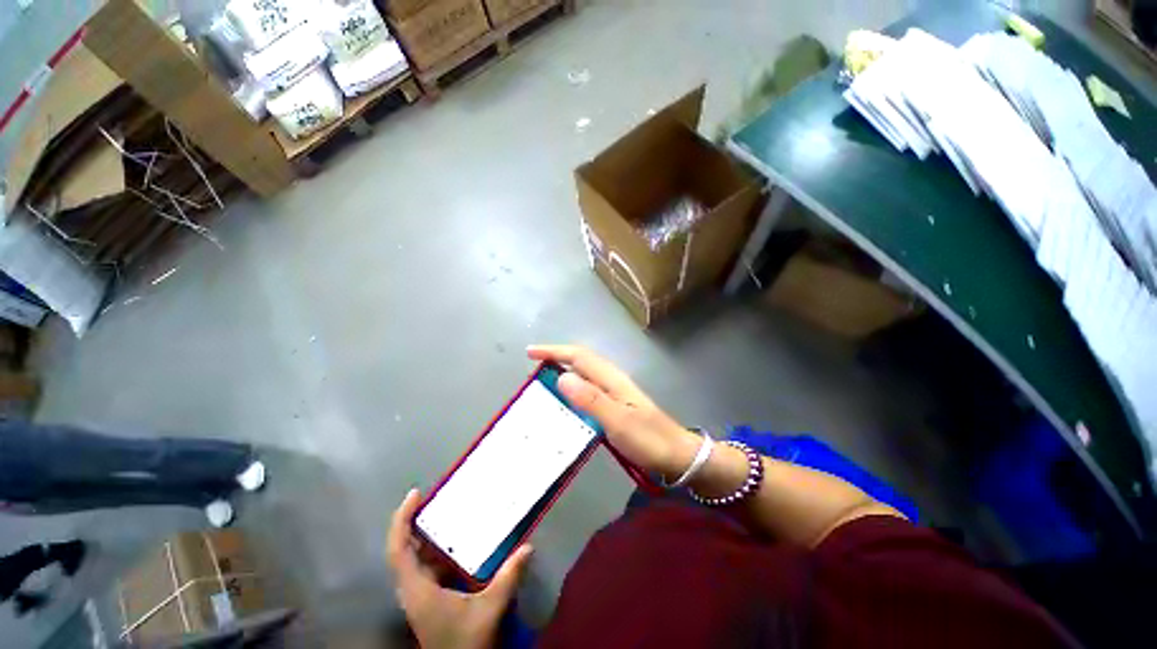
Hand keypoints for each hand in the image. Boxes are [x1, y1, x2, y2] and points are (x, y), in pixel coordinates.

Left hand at [387, 489, 532, 648]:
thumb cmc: (465, 643)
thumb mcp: (488, 611)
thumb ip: (507, 578)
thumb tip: (528, 547)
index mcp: (418, 589)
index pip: (399, 549)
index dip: (402, 520)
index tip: (415, 494)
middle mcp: (412, 589)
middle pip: (402, 549)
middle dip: (412, 521)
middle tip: (433, 496)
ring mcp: (419, 594)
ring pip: (413, 558)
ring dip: (424, 534)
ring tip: (444, 510)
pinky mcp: (428, 598)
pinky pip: (425, 566)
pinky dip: (434, 549)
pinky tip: (454, 541)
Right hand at [527, 345, 699, 479]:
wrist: (677, 455)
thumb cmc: (649, 440)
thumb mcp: (618, 421)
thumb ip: (591, 400)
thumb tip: (562, 377)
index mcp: (611, 379)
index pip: (579, 357)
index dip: (554, 351)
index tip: (530, 353)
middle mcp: (612, 380)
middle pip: (581, 360)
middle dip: (557, 357)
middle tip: (533, 366)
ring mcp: (615, 392)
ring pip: (585, 373)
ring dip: (564, 370)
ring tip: (543, 380)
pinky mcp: (616, 404)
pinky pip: (588, 389)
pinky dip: (573, 388)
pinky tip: (567, 401)